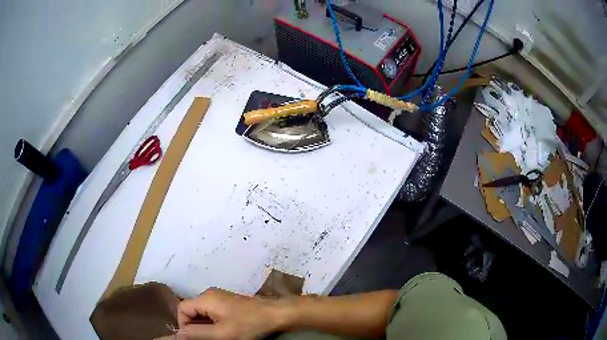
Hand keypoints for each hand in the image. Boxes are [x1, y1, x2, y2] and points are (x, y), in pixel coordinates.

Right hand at [177, 288, 289, 339]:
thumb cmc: (248, 325)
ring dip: (205, 326)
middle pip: (191, 311)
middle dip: (195, 327)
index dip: (183, 325)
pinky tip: (226, 331)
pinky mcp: (228, 303)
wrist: (276, 314)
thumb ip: (197, 334)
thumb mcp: (221, 334)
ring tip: (219, 337)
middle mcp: (209, 294)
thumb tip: (178, 334)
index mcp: (205, 298)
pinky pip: (212, 313)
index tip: (196, 339)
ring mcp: (220, 298)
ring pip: (202, 313)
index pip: (181, 309)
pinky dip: (214, 323)